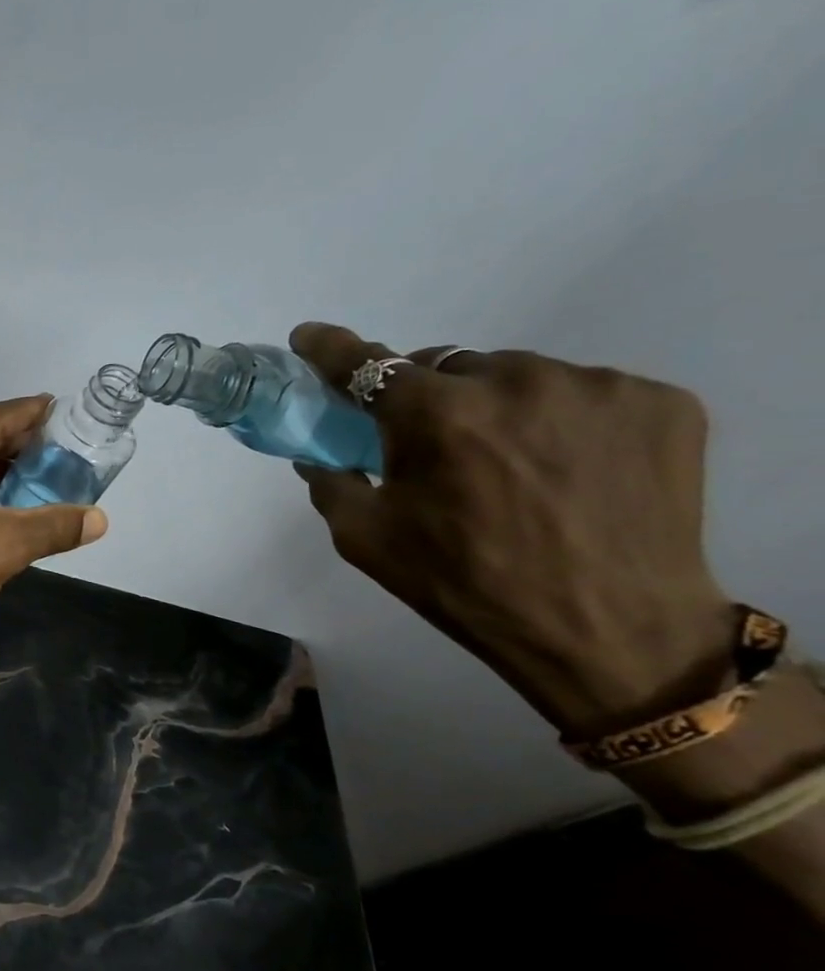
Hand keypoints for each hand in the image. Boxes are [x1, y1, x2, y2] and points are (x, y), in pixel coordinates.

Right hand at [289, 323, 734, 740]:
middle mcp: (514, 381)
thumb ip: (330, 482)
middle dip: (425, 396)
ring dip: (495, 405)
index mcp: (436, 415)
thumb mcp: (365, 539)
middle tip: (432, 445)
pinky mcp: (660, 402)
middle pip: (444, 366)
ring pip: (515, 375)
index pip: (365, 363)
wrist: (609, 632)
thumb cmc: (465, 584)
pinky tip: (567, 466)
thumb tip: (320, 453)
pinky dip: (559, 418)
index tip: (310, 338)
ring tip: (510, 463)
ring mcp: (595, 386)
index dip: (329, 348)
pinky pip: (582, 392)